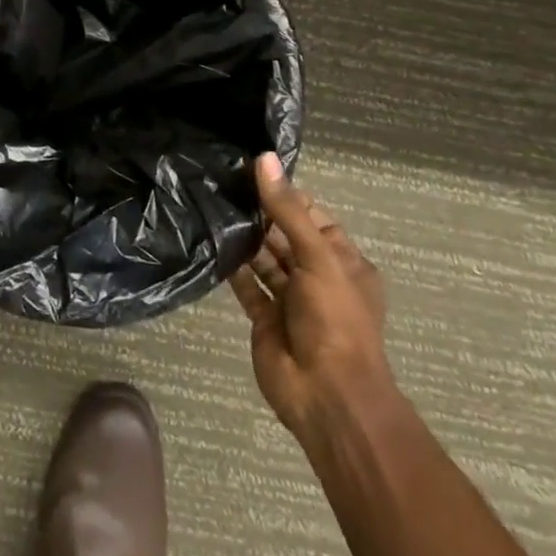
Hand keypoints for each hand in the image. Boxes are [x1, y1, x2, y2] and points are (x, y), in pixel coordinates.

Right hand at [230, 154, 392, 438]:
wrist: (327, 396)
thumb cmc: (335, 320)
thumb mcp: (317, 257)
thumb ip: (287, 209)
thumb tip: (263, 159)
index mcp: (344, 264)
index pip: (314, 218)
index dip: (287, 195)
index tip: (251, 170)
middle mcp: (318, 279)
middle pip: (286, 237)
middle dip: (260, 214)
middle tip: (221, 183)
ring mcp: (291, 301)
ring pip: (265, 260)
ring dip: (245, 239)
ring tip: (211, 205)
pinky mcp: (265, 319)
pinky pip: (247, 286)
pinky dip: (232, 268)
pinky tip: (211, 242)